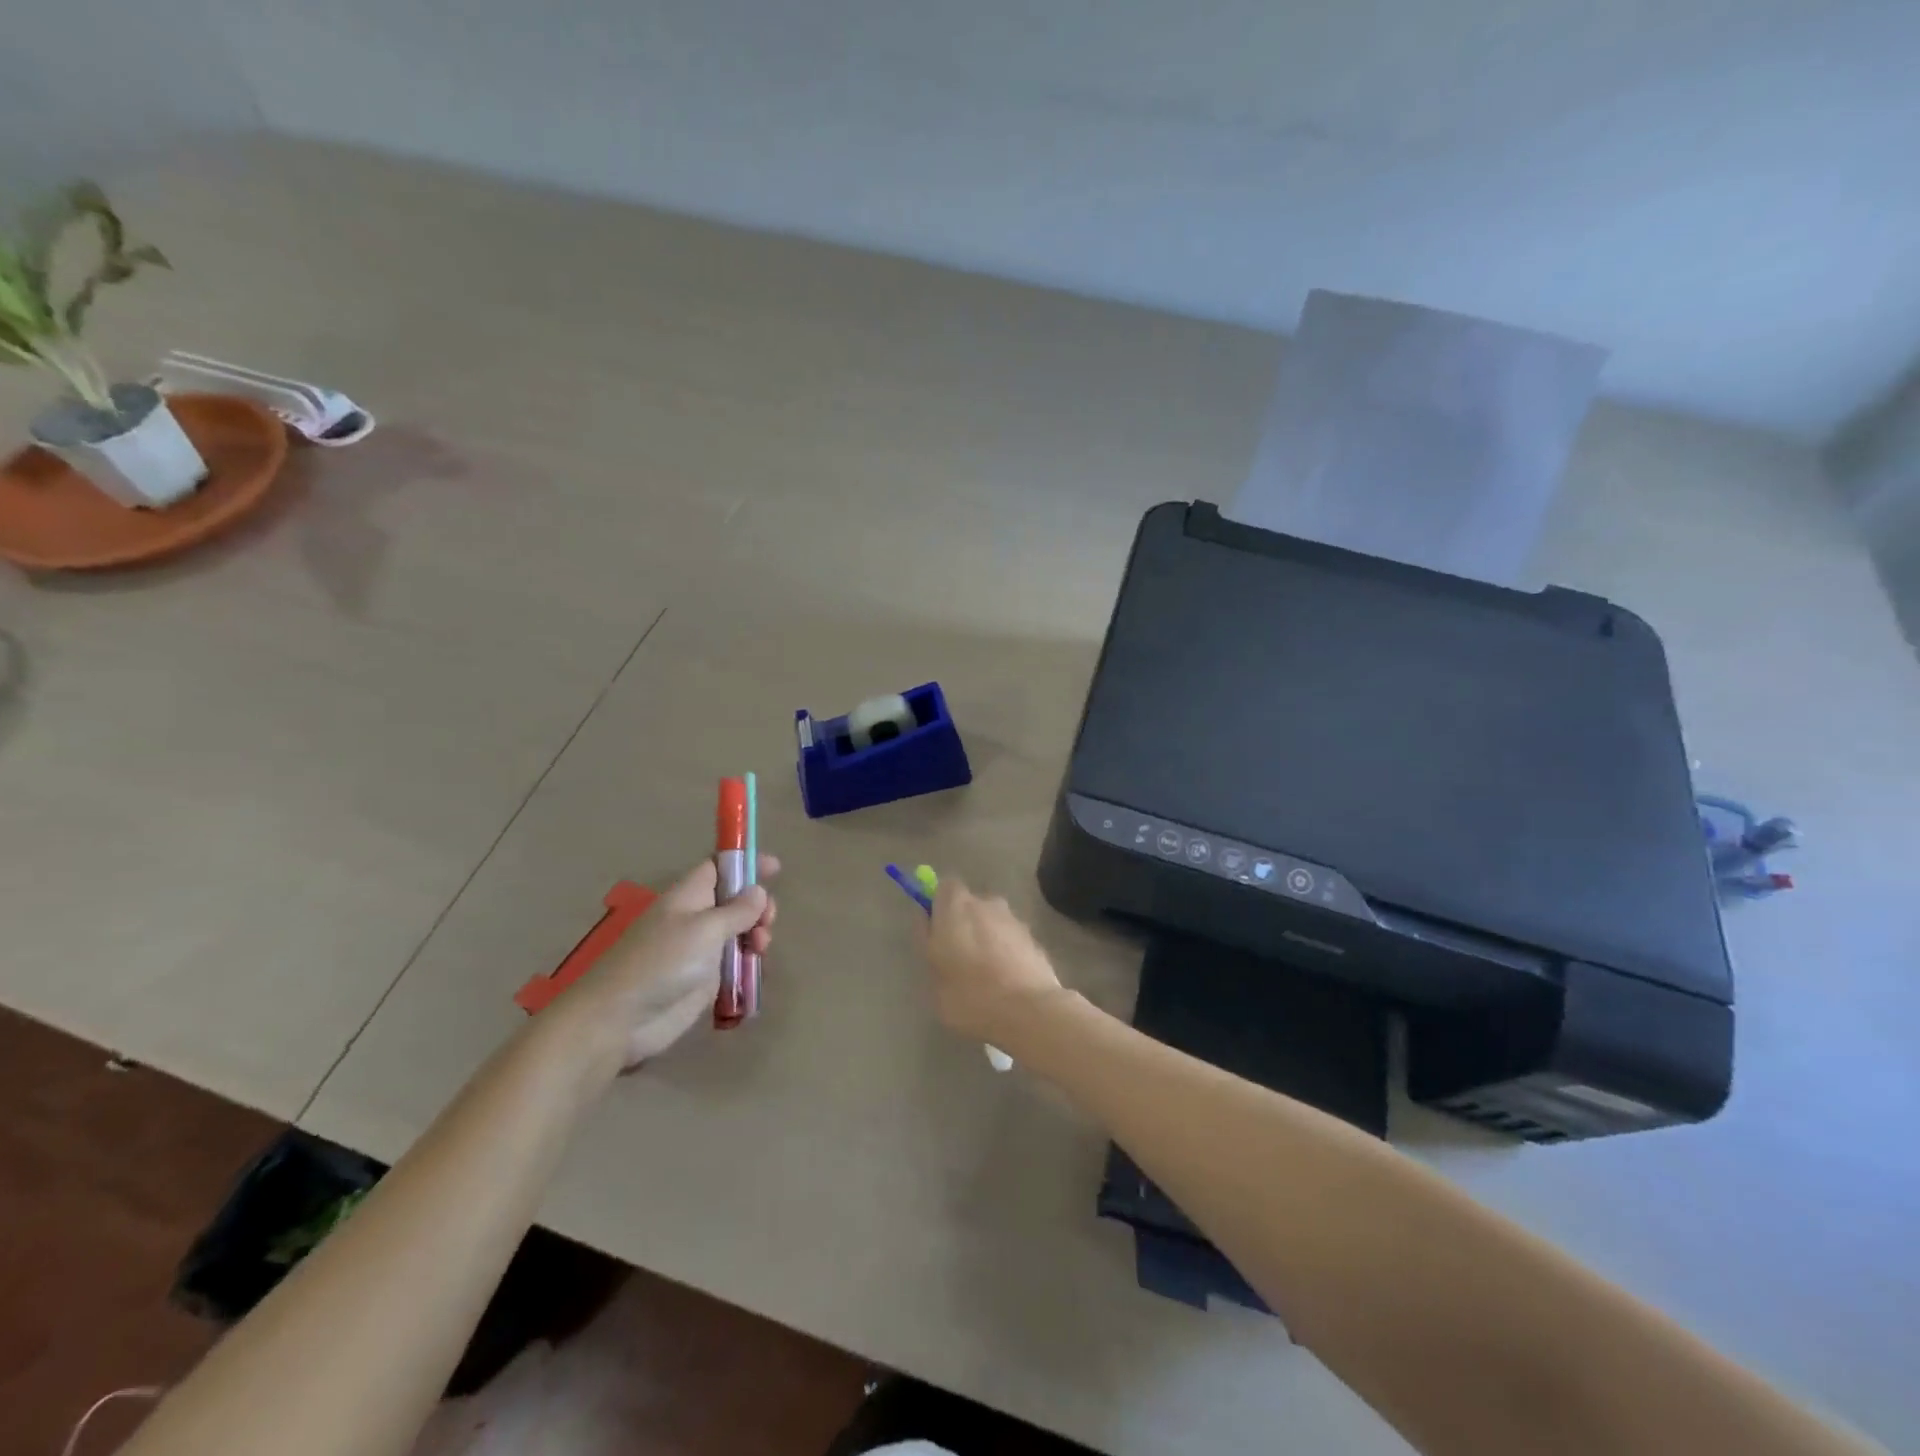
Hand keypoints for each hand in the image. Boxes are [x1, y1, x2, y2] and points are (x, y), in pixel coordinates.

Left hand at [555, 854, 778, 1072]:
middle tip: (768, 921)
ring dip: (756, 935)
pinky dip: (748, 963)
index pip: (719, 866)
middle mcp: (694, 918)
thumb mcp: (705, 929)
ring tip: (760, 949)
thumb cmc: (662, 963)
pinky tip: (754, 970)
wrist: (620, 1020)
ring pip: (738, 932)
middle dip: (757, 906)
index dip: (744, 862)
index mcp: (688, 896)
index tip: (775, 867)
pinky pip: (733, 963)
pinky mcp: (702, 980)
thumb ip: (736, 910)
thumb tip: (758, 891)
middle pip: (734, 900)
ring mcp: (698, 950)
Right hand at [921, 877, 1062, 1044]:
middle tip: (958, 957)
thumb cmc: (970, 995)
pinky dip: (1007, 952)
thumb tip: (929, 923)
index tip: (935, 930)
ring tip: (985, 975)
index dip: (939, 905)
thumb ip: (928, 943)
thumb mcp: (933, 976)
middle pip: (971, 905)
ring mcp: (1014, 919)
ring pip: (993, 922)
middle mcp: (987, 903)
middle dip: (964, 924)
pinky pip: (1012, 940)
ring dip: (987, 939)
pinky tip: (1006, 982)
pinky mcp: (1034, 939)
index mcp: (956, 907)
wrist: (1029, 1011)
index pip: (944, 887)